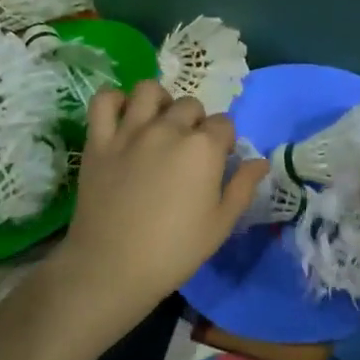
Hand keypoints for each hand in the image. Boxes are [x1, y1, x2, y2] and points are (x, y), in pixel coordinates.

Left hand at [58, 81, 266, 333]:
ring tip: (160, 124)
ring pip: (149, 91)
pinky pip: (104, 101)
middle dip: (196, 123)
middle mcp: (168, 129)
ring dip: (160, 102)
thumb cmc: (174, 251)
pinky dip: (115, 100)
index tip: (218, 163)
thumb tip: (261, 162)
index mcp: (203, 148)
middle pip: (190, 106)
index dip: (224, 142)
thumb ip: (243, 186)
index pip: (224, 124)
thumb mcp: (221, 224)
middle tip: (189, 151)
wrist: (112, 268)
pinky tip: (124, 117)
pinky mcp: (99, 140)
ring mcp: (130, 131)